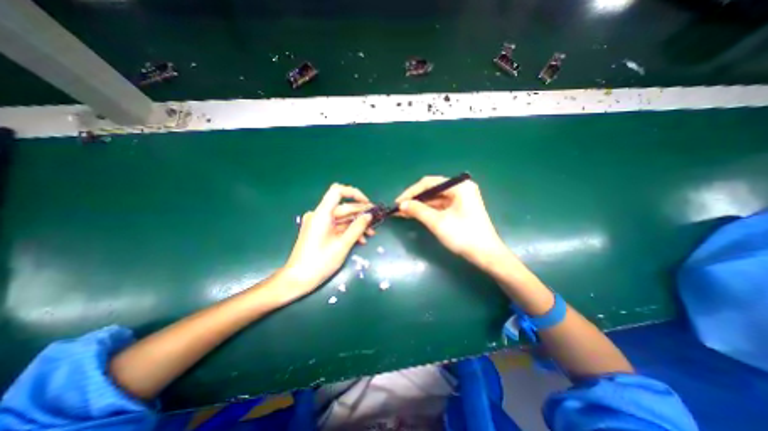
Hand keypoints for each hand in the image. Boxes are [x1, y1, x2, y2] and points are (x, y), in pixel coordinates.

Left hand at [282, 183, 376, 296]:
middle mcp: (319, 215)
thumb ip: (357, 228)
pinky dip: (348, 230)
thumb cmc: (320, 262)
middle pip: (343, 207)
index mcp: (322, 214)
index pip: (338, 191)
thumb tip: (369, 215)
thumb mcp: (342, 245)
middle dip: (360, 214)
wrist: (297, 279)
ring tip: (371, 234)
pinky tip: (360, 239)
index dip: (354, 193)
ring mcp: (318, 223)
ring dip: (356, 224)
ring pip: (342, 218)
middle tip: (376, 221)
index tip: (368, 204)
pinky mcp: (319, 231)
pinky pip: (336, 226)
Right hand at [395, 174, 508, 268]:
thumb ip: (418, 210)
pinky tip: (415, 215)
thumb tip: (401, 204)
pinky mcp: (460, 209)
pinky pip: (440, 206)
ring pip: (435, 199)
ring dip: (419, 206)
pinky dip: (427, 211)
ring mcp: (461, 199)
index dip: (411, 192)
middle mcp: (460, 188)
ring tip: (403, 213)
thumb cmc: (463, 236)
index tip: (398, 202)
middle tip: (399, 209)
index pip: (429, 183)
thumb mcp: (437, 222)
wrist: (486, 255)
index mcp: (459, 186)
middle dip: (415, 199)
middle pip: (432, 190)